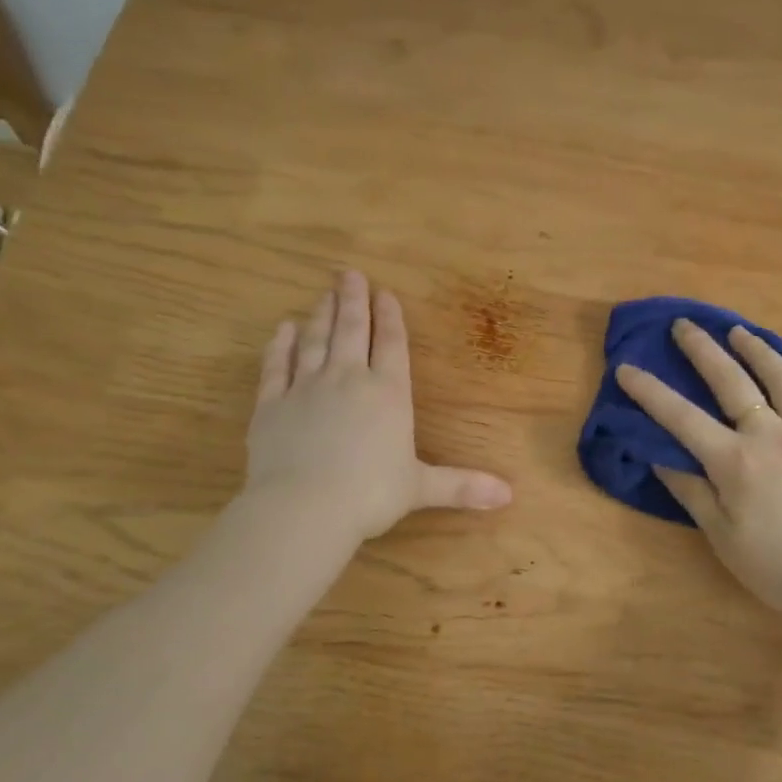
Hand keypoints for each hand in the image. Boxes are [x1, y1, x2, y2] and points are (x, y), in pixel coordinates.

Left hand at [244, 271, 511, 550]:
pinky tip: (282, 329)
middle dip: (353, 300)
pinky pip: (277, 367)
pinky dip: (279, 346)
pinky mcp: (272, 404)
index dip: (390, 318)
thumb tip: (510, 496)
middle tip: (349, 273)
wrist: (303, 507)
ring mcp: (306, 388)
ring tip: (324, 294)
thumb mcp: (421, 488)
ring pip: (315, 341)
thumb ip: (462, 485)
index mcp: (388, 393)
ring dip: (321, 315)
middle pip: (352, 331)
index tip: (385, 293)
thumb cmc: (370, 495)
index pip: (392, 345)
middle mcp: (348, 380)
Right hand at [616, 320, 781, 620]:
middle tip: (685, 325)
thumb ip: (692, 493)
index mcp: (735, 461)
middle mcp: (772, 435)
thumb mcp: (723, 538)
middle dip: (703, 350)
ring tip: (739, 332)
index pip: (681, 418)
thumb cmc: (780, 568)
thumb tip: (660, 458)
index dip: (650, 391)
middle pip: (732, 381)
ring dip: (759, 350)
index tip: (626, 367)